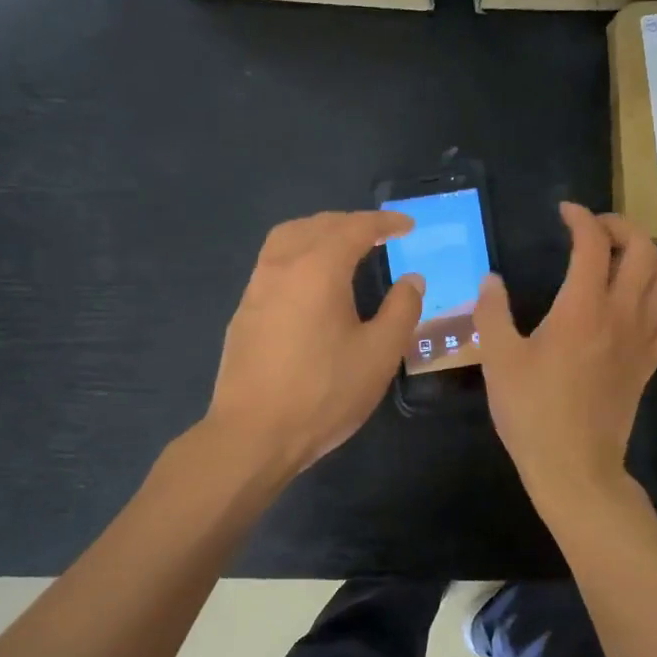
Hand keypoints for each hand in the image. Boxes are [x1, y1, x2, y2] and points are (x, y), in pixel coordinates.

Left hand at [205, 211, 423, 476]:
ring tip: (344, 248)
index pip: (355, 228)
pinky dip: (299, 253)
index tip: (408, 226)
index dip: (385, 223)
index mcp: (318, 269)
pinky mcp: (244, 311)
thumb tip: (412, 279)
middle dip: (352, 223)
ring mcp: (257, 288)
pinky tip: (312, 283)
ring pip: (288, 238)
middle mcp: (282, 266)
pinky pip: (274, 262)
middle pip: (317, 225)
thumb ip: (402, 310)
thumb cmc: (324, 393)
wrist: (253, 434)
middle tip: (380, 235)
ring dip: (320, 232)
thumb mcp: (379, 354)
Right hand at [475, 203, 656, 507]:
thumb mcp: (499, 360)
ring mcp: (642, 340)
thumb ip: (492, 313)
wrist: (574, 466)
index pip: (594, 244)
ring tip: (616, 262)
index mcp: (582, 308)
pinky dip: (656, 302)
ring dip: (644, 259)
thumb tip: (492, 281)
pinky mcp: (650, 364)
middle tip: (595, 231)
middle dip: (622, 227)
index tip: (565, 212)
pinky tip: (634, 309)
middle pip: (645, 250)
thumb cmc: (532, 412)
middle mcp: (621, 315)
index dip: (581, 218)